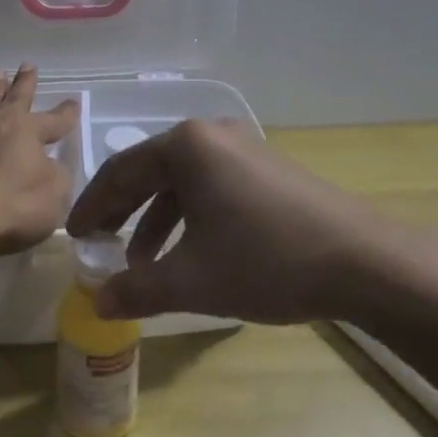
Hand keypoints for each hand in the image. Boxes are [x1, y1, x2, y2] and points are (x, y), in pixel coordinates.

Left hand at [0, 64, 79, 258]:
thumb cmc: (10, 209)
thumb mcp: (54, 197)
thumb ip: (57, 177)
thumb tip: (51, 166)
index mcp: (27, 133)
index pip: (54, 121)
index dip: (66, 114)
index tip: (74, 101)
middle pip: (14, 99)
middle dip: (24, 83)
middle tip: (28, 65)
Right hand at [66, 119, 411, 322]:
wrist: (363, 261)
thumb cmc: (266, 260)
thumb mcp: (192, 281)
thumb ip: (136, 290)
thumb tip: (97, 302)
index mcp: (186, 146)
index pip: (120, 172)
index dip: (92, 207)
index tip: (74, 237)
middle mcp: (212, 134)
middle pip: (149, 171)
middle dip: (122, 212)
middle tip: (99, 244)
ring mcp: (245, 148)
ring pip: (182, 181)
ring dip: (156, 220)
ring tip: (143, 263)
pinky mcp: (268, 168)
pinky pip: (212, 186)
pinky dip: (190, 217)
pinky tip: (191, 252)